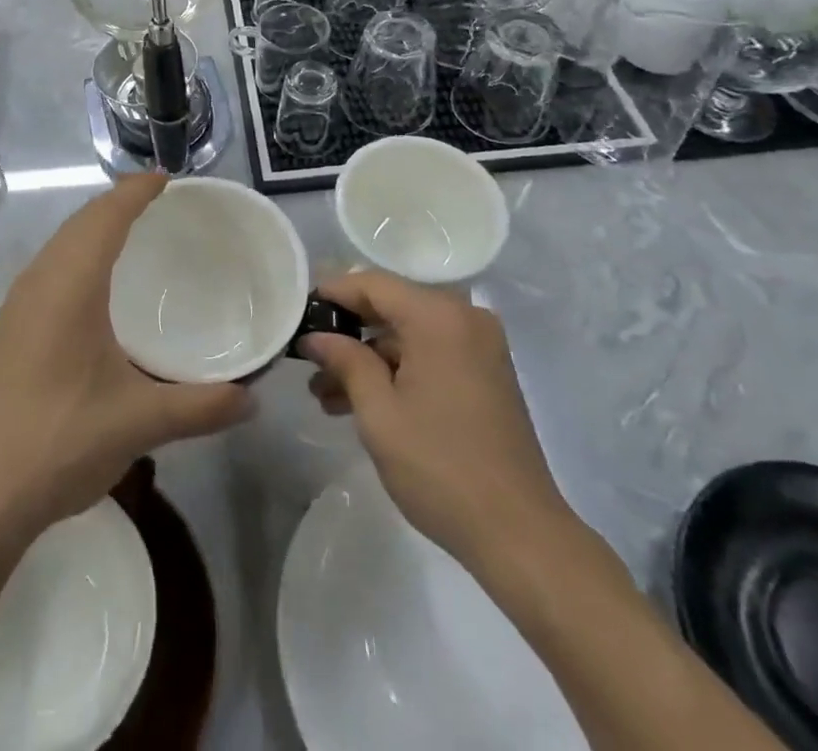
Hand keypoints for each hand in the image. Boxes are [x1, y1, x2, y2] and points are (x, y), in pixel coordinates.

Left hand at [0, 174, 251, 544]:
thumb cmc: (62, 441)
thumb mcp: (140, 422)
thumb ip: (201, 407)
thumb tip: (252, 400)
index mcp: (70, 286)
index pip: (105, 217)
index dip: (135, 191)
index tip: (166, 179)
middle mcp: (39, 282)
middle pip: (79, 222)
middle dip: (116, 202)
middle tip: (156, 200)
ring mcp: (17, 305)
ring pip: (59, 243)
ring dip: (93, 227)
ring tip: (129, 230)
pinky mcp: (8, 329)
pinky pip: (48, 267)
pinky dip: (76, 252)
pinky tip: (92, 284)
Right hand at [301, 271, 573, 572]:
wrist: (519, 533)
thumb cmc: (440, 467)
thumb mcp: (379, 413)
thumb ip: (345, 361)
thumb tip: (315, 336)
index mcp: (439, 316)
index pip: (373, 284)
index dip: (332, 293)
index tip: (298, 311)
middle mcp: (464, 317)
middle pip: (392, 306)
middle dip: (348, 332)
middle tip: (307, 357)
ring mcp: (479, 345)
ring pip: (409, 335)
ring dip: (369, 358)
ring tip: (325, 394)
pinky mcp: (486, 372)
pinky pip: (430, 353)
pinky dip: (398, 370)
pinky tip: (362, 401)